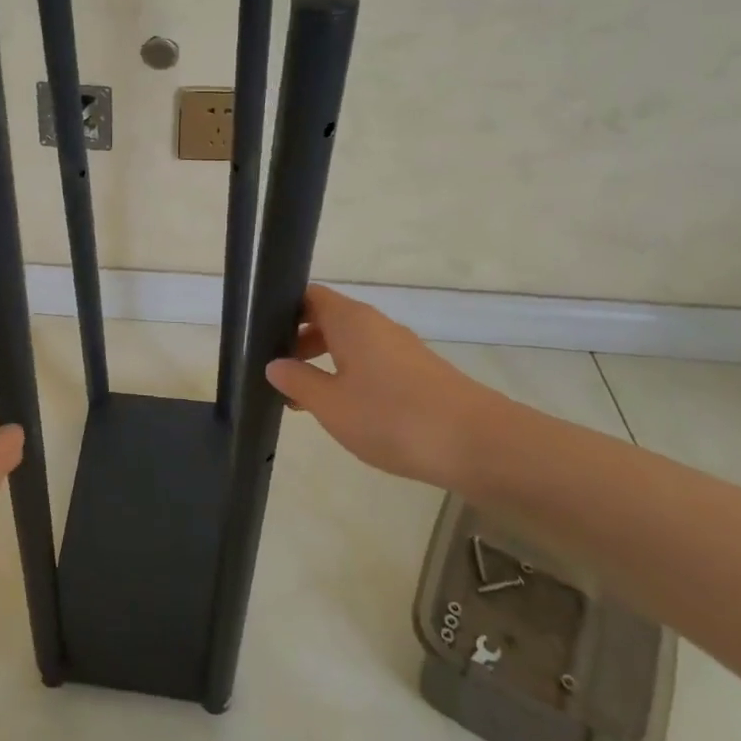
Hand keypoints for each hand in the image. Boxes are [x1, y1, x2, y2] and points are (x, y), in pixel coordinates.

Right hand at [264, 284, 500, 486]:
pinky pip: (373, 362)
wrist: (478, 444)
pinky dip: (352, 377)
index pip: (308, 296)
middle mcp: (376, 324)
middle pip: (329, 319)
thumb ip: (297, 381)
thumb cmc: (393, 417)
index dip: (282, 311)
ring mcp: (401, 348)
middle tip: (278, 373)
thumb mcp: (331, 405)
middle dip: (300, 341)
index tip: (262, 337)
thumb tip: (274, 364)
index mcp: (350, 320)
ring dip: (325, 363)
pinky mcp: (419, 372)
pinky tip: (348, 410)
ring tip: (306, 399)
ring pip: (351, 343)